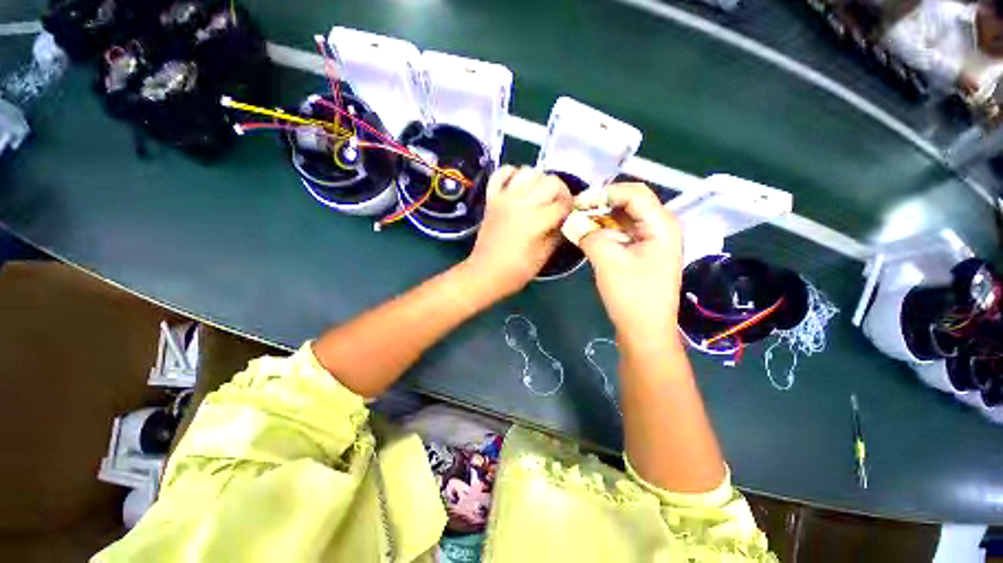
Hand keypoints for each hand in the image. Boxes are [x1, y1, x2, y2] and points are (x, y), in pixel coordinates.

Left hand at [465, 166, 572, 296]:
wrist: (486, 273)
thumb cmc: (516, 270)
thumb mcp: (544, 256)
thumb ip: (557, 234)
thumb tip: (566, 220)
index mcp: (536, 220)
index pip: (563, 204)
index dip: (572, 207)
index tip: (573, 213)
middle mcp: (522, 203)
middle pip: (550, 181)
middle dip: (561, 191)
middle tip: (559, 203)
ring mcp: (504, 198)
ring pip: (527, 171)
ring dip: (539, 179)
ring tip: (540, 193)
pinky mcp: (491, 199)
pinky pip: (500, 174)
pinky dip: (510, 173)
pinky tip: (518, 184)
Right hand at [577, 183, 682, 346]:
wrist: (645, 331)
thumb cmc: (632, 296)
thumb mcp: (608, 262)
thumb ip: (590, 236)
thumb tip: (574, 223)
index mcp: (661, 225)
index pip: (634, 193)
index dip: (605, 193)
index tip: (579, 203)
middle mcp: (660, 228)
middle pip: (631, 203)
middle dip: (602, 203)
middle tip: (576, 211)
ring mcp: (652, 241)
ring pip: (625, 218)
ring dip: (602, 217)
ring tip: (578, 221)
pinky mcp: (642, 253)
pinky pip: (623, 233)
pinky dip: (605, 230)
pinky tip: (589, 235)